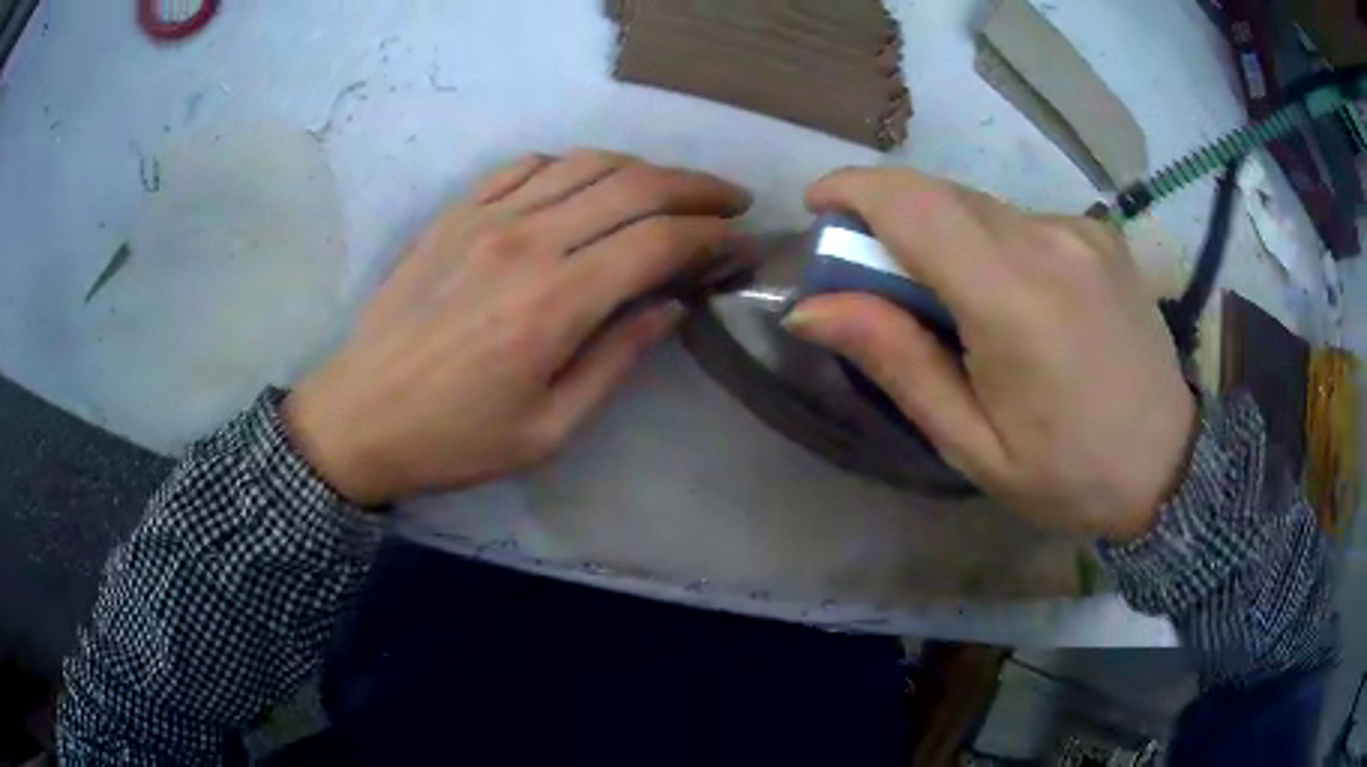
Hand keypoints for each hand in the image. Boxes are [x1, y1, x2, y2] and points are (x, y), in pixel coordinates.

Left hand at [285, 151, 749, 505]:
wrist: (359, 417)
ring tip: (670, 188)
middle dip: (696, 187)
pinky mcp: (455, 213)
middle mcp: (527, 241)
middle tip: (730, 199)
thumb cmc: (455, 439)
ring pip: (585, 163)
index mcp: (556, 302)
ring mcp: (486, 217)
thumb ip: (616, 360)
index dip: (712, 235)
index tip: (741, 241)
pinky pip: (526, 165)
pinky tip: (586, 183)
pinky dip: (572, 164)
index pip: (658, 241)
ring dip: (641, 168)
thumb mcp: (548, 430)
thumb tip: (669, 307)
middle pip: (633, 185)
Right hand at [783, 168, 1195, 542]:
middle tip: (875, 277)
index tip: (818, 207)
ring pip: (979, 205)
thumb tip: (811, 308)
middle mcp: (1049, 240)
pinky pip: (1020, 219)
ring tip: (952, 303)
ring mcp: (1081, 230)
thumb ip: (896, 362)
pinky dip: (990, 242)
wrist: (1168, 466)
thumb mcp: (971, 442)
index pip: (913, 205)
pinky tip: (1009, 297)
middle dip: (890, 219)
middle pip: (941, 195)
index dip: (853, 190)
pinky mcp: (1099, 232)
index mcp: (1014, 299)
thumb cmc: (1067, 474)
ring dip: (943, 235)